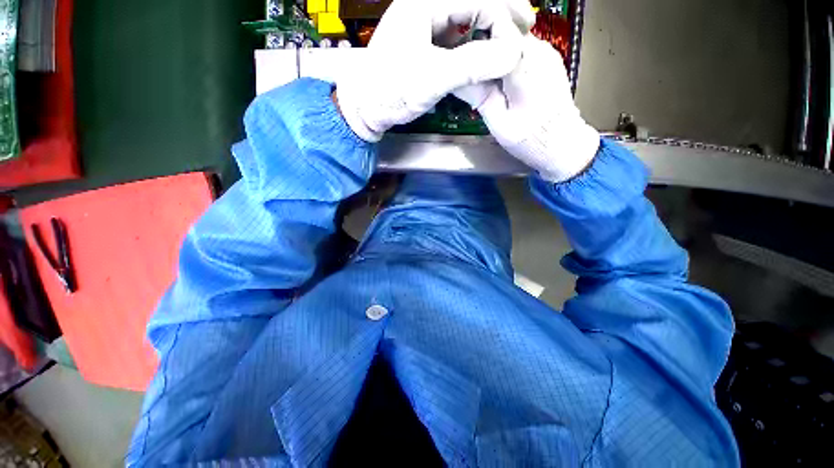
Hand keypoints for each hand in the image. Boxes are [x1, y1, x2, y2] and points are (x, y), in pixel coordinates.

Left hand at [336, 0, 534, 142]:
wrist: (365, 106)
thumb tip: (512, 55)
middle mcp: (426, 7)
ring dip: (490, 27)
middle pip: (473, 1)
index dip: (504, 17)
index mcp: (424, 3)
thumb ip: (472, 65)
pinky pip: (457, 36)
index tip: (520, 41)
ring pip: (467, 17)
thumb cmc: (390, 91)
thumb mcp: (431, 78)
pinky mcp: (425, 43)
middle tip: (525, 30)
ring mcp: (425, 25)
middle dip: (502, 14)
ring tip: (509, 42)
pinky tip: (484, 53)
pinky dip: (475, 43)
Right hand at [455, 35, 600, 181]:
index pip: (496, 28)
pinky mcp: (549, 60)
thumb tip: (456, 79)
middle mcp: (539, 49)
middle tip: (468, 68)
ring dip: (494, 53)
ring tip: (482, 76)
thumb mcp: (498, 122)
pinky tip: (500, 80)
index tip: (461, 54)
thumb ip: (479, 96)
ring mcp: (547, 53)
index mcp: (524, 64)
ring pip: (512, 40)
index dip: (474, 37)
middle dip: (483, 45)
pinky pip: (521, 50)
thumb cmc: (529, 138)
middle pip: (504, 31)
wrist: (563, 144)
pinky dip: (506, 60)